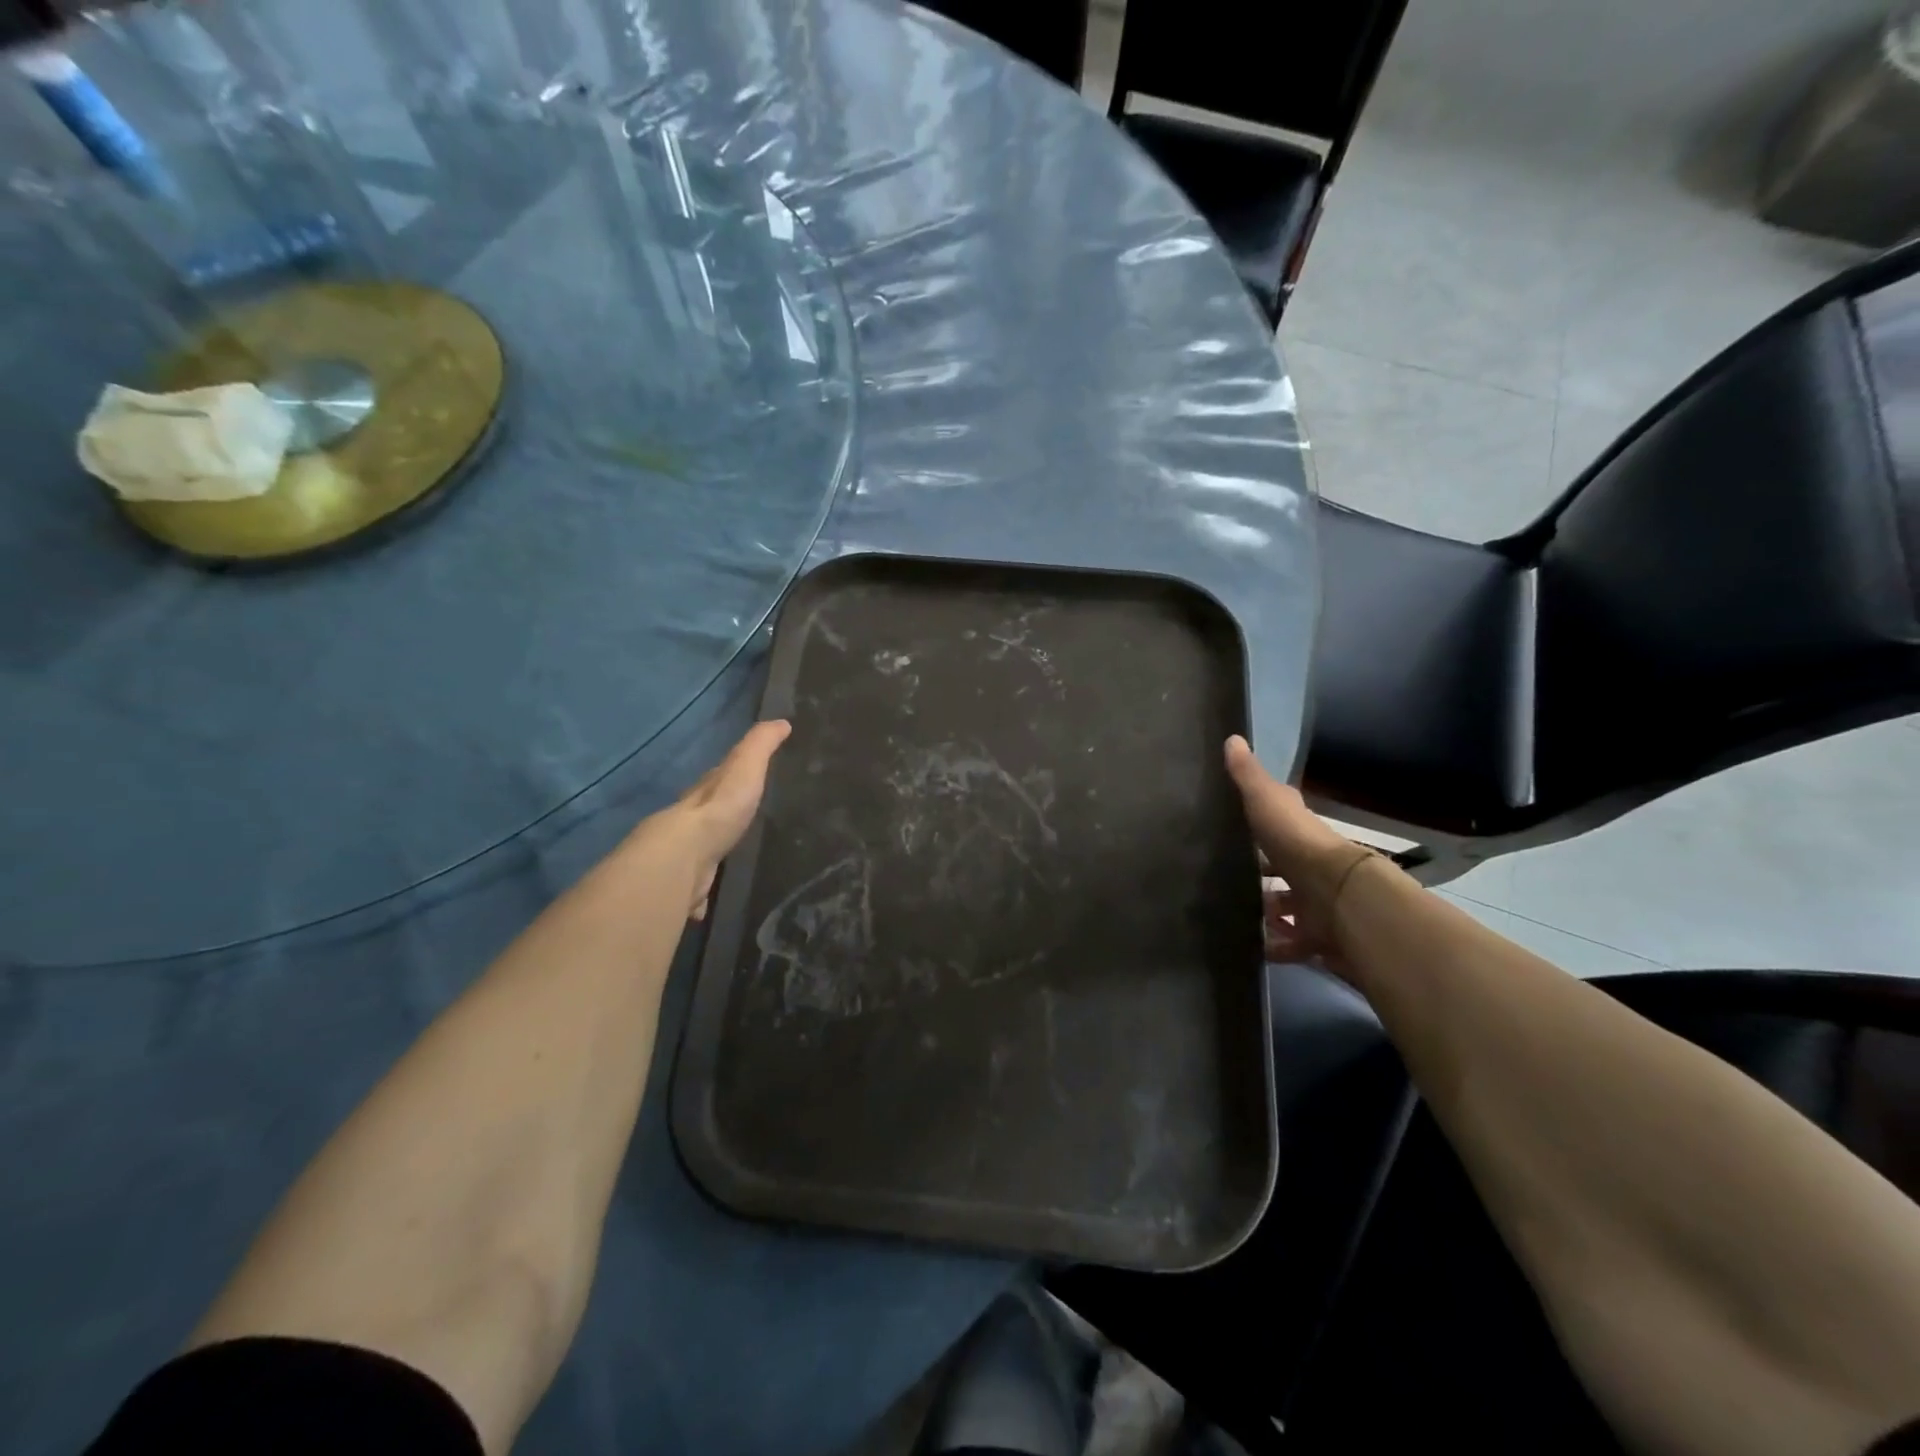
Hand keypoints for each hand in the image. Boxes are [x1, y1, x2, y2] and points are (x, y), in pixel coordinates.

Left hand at [662, 720, 791, 920]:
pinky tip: (708, 901)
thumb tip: (782, 721)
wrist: (684, 857)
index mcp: (705, 793)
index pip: (717, 778)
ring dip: (709, 855)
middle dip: (718, 815)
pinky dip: (701, 893)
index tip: (745, 775)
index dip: (730, 774)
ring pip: (700, 852)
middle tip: (738, 818)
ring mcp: (687, 856)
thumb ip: (761, 745)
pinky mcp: (687, 886)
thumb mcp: (746, 767)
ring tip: (726, 859)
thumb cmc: (720, 808)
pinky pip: (696, 888)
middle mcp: (691, 822)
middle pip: (705, 815)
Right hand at [1224, 735, 1375, 971]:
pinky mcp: (1319, 935)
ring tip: (1233, 915)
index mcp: (1300, 834)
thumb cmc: (1298, 844)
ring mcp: (1317, 903)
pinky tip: (1251, 946)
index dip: (1261, 828)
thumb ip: (1248, 776)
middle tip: (1226, 881)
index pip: (1280, 826)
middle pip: (1283, 871)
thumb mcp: (1265, 802)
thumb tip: (1232, 738)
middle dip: (1262, 877)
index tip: (1235, 832)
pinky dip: (1275, 946)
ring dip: (1267, 913)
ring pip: (1288, 908)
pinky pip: (1293, 943)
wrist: (1339, 897)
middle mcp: (1311, 867)